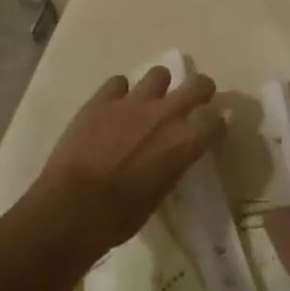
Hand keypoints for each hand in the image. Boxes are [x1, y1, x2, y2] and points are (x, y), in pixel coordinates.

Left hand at [29, 67, 226, 258]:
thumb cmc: (119, 216)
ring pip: (159, 74)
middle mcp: (166, 115)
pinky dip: (119, 93)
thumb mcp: (158, 196)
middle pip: (198, 85)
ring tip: (149, 100)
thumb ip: (170, 168)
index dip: (215, 126)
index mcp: (185, 144)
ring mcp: (133, 103)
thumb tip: (168, 160)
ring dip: (159, 86)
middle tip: (194, 100)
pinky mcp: (102, 100)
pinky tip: (113, 106)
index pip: (216, 122)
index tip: (209, 132)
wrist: (73, 206)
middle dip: (200, 90)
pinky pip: (118, 82)